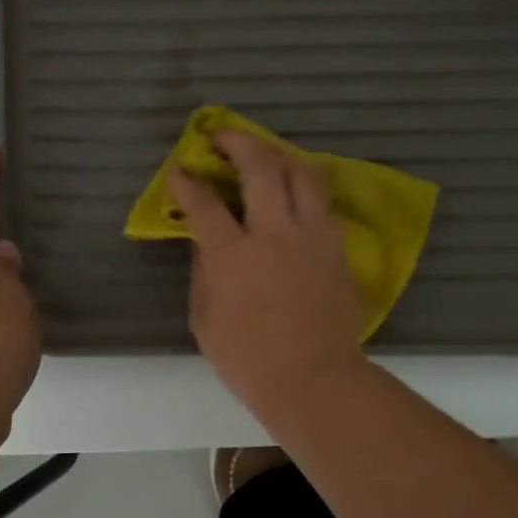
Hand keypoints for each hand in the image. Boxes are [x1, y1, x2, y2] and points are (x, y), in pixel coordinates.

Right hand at [167, 131, 365, 415]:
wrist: (314, 379)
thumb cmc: (249, 360)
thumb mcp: (205, 320)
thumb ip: (202, 273)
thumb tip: (203, 242)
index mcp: (233, 255)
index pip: (204, 202)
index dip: (187, 181)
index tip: (180, 170)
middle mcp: (274, 233)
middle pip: (260, 166)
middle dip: (237, 142)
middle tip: (222, 139)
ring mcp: (312, 236)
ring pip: (302, 173)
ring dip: (279, 156)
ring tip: (266, 157)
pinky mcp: (337, 247)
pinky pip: (322, 202)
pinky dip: (305, 188)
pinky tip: (295, 194)